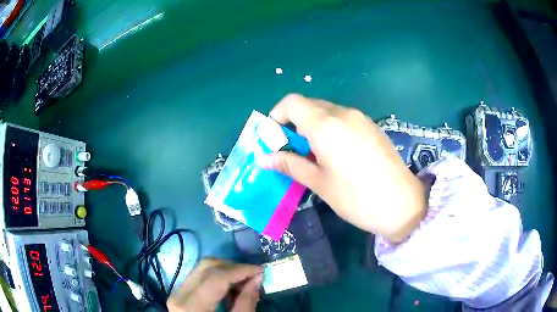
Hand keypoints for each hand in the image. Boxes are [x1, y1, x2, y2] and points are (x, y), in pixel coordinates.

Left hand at [167, 258, 262, 311]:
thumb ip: (247, 301)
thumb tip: (258, 277)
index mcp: (192, 305)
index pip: (217, 277)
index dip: (241, 270)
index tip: (261, 270)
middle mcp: (179, 294)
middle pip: (208, 266)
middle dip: (234, 268)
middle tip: (253, 276)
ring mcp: (177, 292)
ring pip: (203, 268)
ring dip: (226, 271)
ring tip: (243, 284)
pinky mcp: (180, 293)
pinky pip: (199, 277)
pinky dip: (217, 278)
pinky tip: (229, 290)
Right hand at [263, 94, 427, 241]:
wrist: (403, 204)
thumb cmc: (356, 198)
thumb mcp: (319, 183)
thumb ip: (290, 164)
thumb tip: (264, 158)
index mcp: (326, 125)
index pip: (292, 102)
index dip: (276, 115)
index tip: (274, 137)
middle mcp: (343, 113)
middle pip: (309, 105)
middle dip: (293, 123)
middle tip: (291, 150)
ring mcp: (361, 118)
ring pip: (327, 112)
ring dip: (312, 126)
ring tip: (314, 155)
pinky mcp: (372, 126)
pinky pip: (343, 119)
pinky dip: (330, 129)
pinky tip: (336, 154)